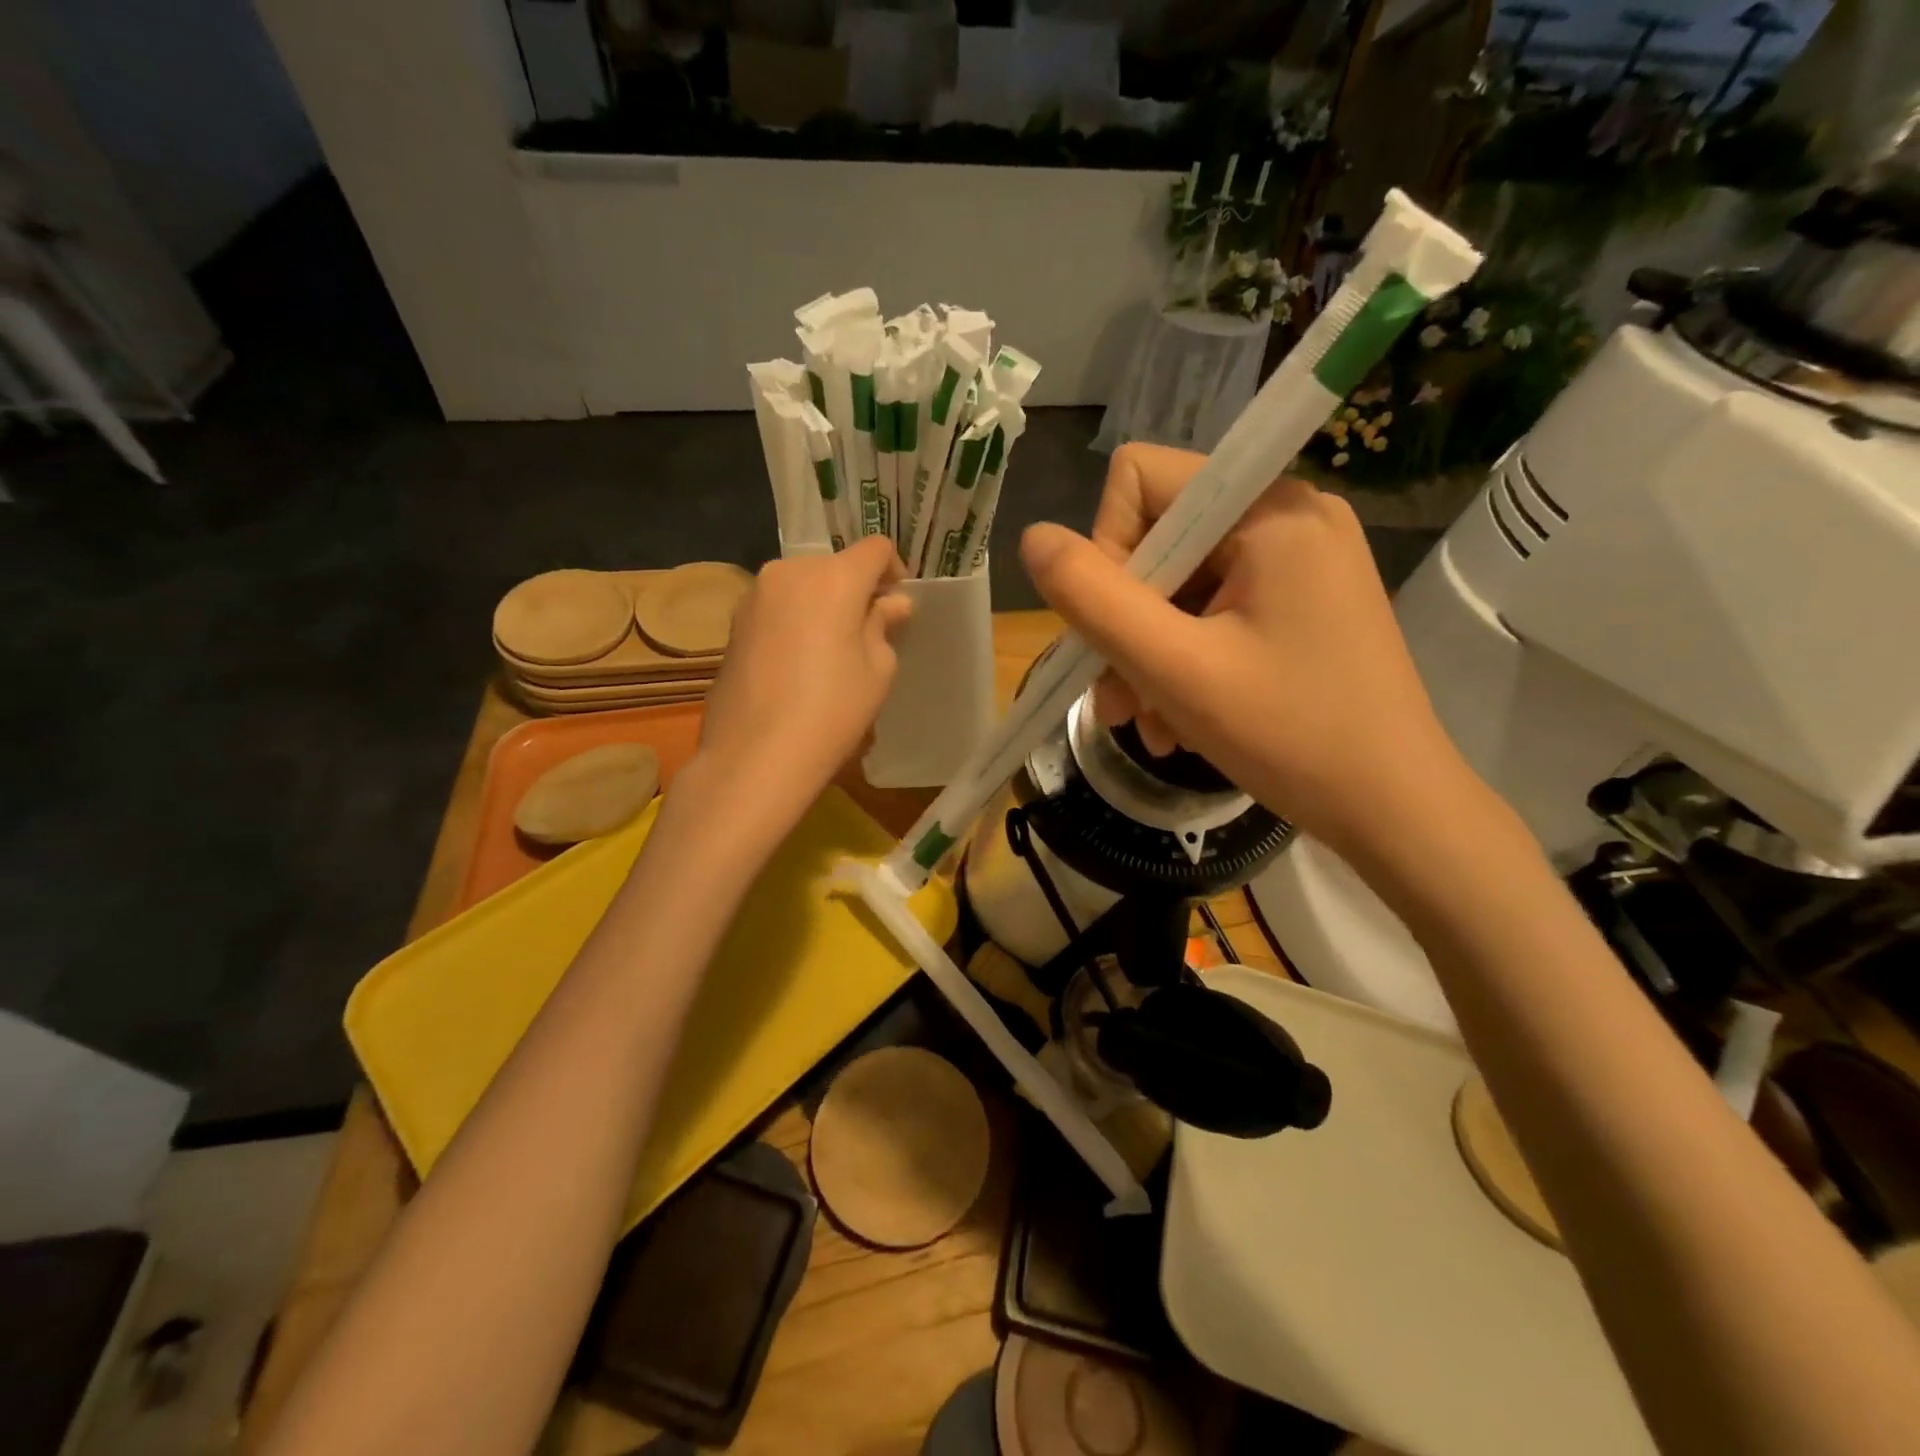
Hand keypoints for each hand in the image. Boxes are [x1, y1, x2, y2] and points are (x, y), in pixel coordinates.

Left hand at [696, 538, 911, 819]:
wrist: (755, 755)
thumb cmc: (832, 710)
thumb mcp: (878, 670)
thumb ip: (883, 625)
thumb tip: (890, 604)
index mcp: (833, 577)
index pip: (875, 548)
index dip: (894, 571)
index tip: (898, 605)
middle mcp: (789, 572)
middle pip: (835, 566)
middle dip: (856, 590)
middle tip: (868, 633)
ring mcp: (755, 595)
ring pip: (803, 585)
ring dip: (823, 605)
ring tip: (831, 652)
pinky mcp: (734, 623)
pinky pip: (778, 607)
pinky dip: (796, 621)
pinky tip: (799, 664)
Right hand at [1020, 442, 1467, 862]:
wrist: (1395, 810)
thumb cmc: (1292, 738)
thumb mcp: (1176, 669)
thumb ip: (1094, 599)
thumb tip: (1033, 539)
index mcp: (1269, 510)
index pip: (1141, 479)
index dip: (1107, 551)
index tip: (1115, 630)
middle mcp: (1288, 515)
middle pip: (1159, 539)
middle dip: (1126, 625)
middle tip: (1120, 704)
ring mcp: (1300, 560)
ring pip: (1179, 584)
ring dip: (1148, 656)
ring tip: (1149, 725)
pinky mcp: (1301, 600)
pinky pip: (1213, 610)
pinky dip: (1184, 662)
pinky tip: (1180, 721)